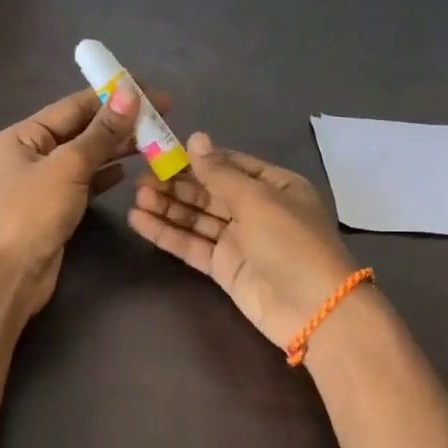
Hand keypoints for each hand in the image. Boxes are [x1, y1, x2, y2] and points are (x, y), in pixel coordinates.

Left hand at [0, 80, 163, 315]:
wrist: (10, 275)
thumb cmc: (33, 213)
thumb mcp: (69, 167)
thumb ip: (101, 132)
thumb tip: (129, 93)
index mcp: (24, 135)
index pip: (75, 105)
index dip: (114, 96)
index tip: (152, 93)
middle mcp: (31, 153)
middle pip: (81, 129)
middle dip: (119, 123)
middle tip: (162, 118)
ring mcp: (42, 182)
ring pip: (86, 156)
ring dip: (117, 148)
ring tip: (154, 141)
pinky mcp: (55, 207)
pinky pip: (85, 181)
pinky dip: (105, 174)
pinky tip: (127, 171)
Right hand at [128, 132, 358, 347]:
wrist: (313, 309)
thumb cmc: (290, 242)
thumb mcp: (256, 199)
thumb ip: (219, 173)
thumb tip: (195, 138)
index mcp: (275, 185)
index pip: (230, 165)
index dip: (197, 159)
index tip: (162, 153)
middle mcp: (256, 209)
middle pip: (209, 191)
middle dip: (176, 184)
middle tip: (140, 179)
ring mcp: (239, 240)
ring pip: (196, 218)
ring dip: (167, 207)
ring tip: (134, 198)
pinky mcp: (224, 268)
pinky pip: (192, 244)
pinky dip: (167, 234)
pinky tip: (140, 221)